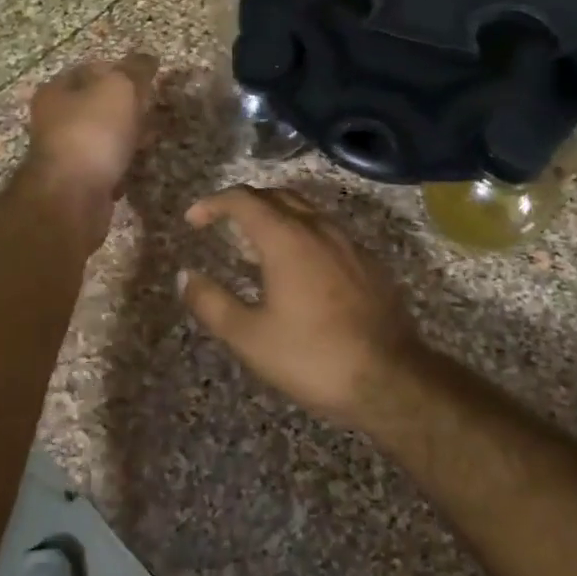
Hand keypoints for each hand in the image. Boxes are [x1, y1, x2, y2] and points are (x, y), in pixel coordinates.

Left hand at [22, 54, 156, 243]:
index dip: (122, 69)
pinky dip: (121, 163)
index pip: (92, 69)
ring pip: (102, 135)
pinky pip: (104, 164)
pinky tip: (136, 166)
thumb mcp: (120, 88)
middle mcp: (54, 119)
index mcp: (57, 90)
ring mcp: (64, 152)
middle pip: (97, 104)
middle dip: (127, 105)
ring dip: (126, 135)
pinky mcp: (76, 181)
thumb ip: (135, 70)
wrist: (72, 197)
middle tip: (154, 108)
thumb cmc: (93, 132)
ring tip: (152, 137)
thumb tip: (148, 58)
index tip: (148, 79)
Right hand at [179, 186, 425, 427]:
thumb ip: (212, 303)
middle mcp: (319, 228)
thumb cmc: (312, 356)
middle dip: (245, 203)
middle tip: (222, 224)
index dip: (213, 203)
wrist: (391, 379)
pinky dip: (302, 235)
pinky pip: (327, 232)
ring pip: (306, 211)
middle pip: (277, 196)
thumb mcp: (249, 337)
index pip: (244, 199)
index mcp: (286, 238)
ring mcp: (349, 243)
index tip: (193, 220)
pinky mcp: (369, 263)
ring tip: (256, 246)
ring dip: (276, 217)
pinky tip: (298, 269)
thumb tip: (185, 277)